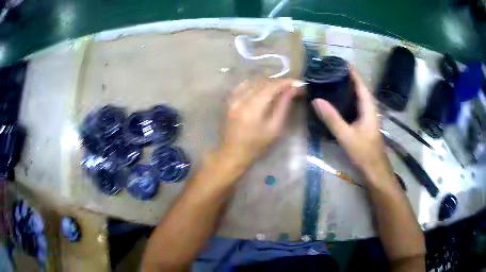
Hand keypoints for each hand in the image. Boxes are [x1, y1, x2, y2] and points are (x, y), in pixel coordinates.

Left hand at [219, 78, 299, 168]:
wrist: (233, 153)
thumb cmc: (257, 145)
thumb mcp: (275, 128)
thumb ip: (284, 106)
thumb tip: (293, 89)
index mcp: (253, 107)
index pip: (272, 86)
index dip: (286, 82)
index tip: (298, 83)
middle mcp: (242, 98)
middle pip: (263, 81)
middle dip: (279, 82)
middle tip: (292, 86)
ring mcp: (234, 98)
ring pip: (254, 81)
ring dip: (268, 82)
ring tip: (280, 88)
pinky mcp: (230, 100)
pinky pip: (244, 85)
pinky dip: (256, 84)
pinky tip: (263, 89)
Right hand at [312, 69, 392, 183]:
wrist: (375, 169)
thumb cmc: (364, 152)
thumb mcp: (346, 136)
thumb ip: (332, 118)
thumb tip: (316, 100)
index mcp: (368, 108)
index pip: (361, 85)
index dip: (353, 73)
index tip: (341, 62)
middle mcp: (370, 109)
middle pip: (360, 89)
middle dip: (349, 78)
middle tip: (332, 71)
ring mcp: (368, 117)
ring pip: (359, 98)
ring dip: (349, 88)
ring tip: (333, 82)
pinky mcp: (365, 123)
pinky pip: (357, 106)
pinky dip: (349, 100)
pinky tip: (339, 102)